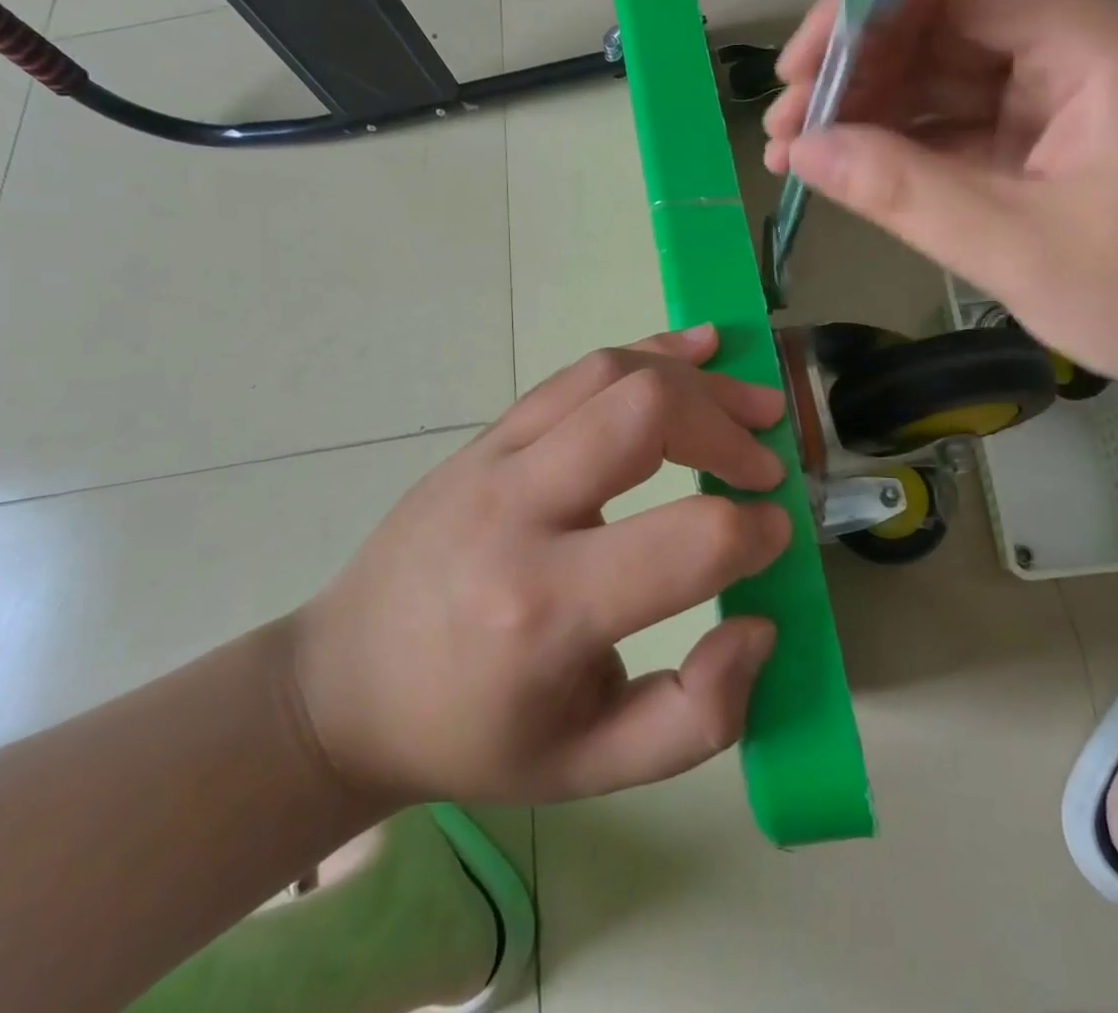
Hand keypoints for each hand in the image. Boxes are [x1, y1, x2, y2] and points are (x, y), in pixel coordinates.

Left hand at [291, 326, 789, 805]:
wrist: (345, 685)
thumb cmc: (472, 735)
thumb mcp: (591, 767)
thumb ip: (697, 715)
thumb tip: (759, 623)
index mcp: (546, 609)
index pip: (688, 540)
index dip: (753, 532)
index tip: (772, 535)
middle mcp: (517, 511)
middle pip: (647, 414)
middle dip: (727, 427)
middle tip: (766, 462)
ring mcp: (493, 458)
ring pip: (611, 373)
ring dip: (695, 379)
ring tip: (750, 399)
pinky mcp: (486, 435)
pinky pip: (576, 374)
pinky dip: (646, 352)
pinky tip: (692, 349)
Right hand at [763, 0, 1117, 392]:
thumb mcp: (1026, 250)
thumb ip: (908, 194)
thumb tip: (807, 152)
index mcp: (1095, 35)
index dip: (861, 9)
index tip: (798, 74)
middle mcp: (1081, 36)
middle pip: (940, 16)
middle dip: (853, 68)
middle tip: (786, 131)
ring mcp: (1070, 83)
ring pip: (946, 67)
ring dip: (871, 107)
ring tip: (800, 155)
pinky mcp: (1060, 127)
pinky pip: (968, 114)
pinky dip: (910, 140)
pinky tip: (855, 169)